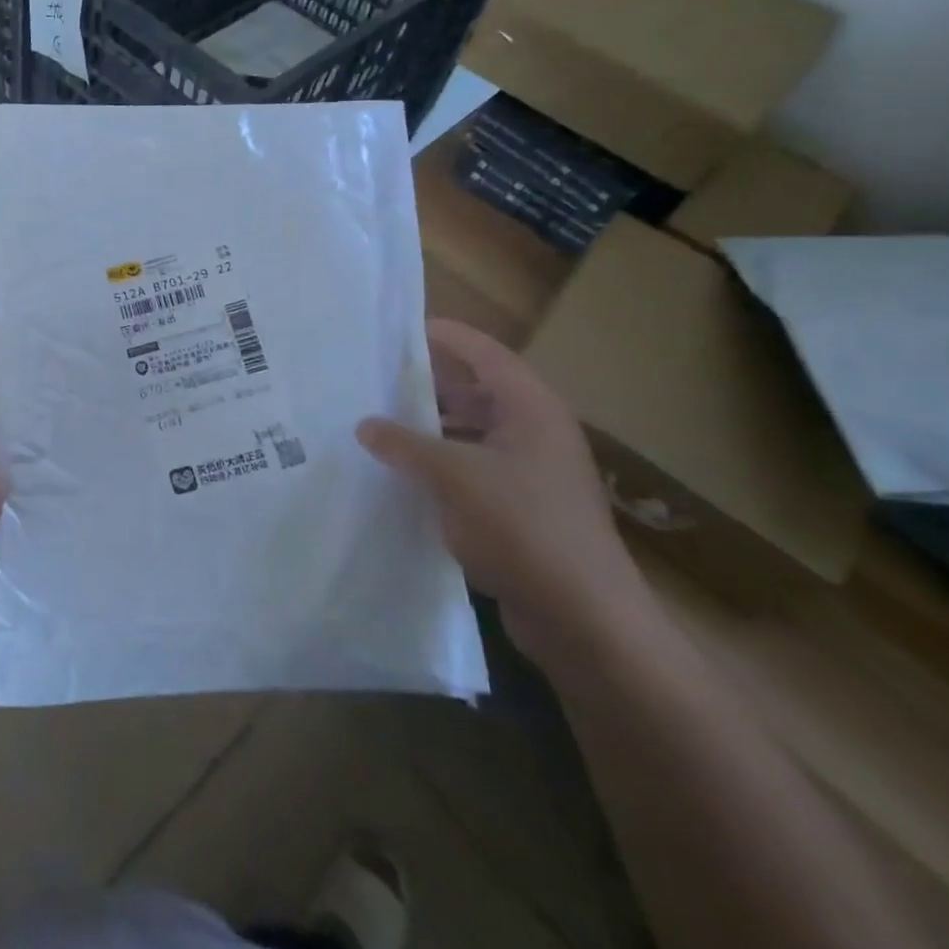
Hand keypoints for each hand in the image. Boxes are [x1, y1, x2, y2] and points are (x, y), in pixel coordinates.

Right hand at [356, 318, 651, 664]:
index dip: (442, 336)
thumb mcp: (451, 476)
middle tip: (376, 376)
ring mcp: (533, 472)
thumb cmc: (521, 527)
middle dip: (428, 382)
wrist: (583, 618)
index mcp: (530, 409)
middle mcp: (535, 432)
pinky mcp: (524, 508)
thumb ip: (404, 444)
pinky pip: (473, 468)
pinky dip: (440, 463)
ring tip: (380, 422)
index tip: (396, 330)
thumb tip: (365, 424)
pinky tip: (404, 474)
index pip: (483, 353)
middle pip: (477, 390)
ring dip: (431, 425)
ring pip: (472, 431)